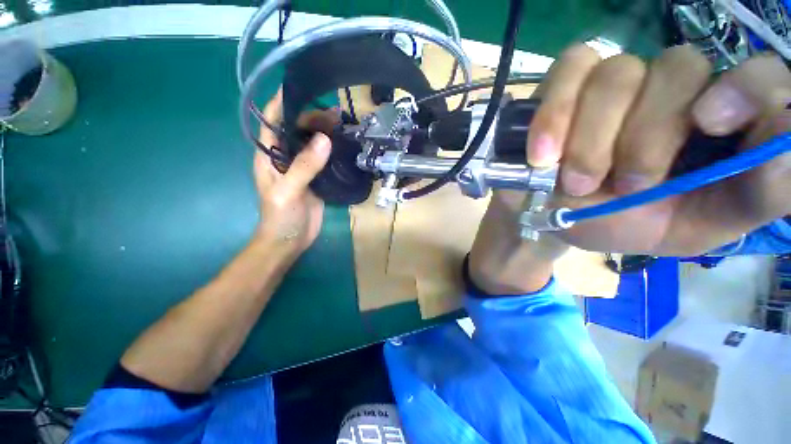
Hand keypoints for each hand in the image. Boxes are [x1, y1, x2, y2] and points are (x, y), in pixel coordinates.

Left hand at [255, 90, 335, 262]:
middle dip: (313, 117)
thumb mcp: (288, 191)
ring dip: (325, 132)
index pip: (272, 120)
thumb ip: (304, 166)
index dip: (283, 102)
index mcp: (269, 155)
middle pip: (296, 129)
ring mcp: (301, 168)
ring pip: (312, 143)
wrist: (290, 241)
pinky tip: (345, 146)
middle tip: (337, 114)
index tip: (304, 88)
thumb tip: (325, 139)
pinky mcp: (315, 178)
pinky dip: (333, 150)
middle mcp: (284, 157)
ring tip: (344, 125)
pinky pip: (324, 159)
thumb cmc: (280, 217)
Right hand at [523, 44, 790, 255]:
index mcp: (716, 123)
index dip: (746, 88)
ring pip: (617, 72)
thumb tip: (790, 149)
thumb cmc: (622, 224)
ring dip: (591, 137)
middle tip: (621, 186)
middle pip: (678, 68)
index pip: (758, 75)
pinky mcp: (565, 83)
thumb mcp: (697, 227)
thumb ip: (755, 195)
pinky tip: (542, 153)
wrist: (553, 218)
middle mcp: (671, 88)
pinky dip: (554, 114)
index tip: (710, 124)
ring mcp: (614, 79)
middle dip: (646, 135)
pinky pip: (569, 70)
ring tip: (573, 181)